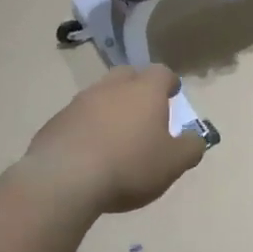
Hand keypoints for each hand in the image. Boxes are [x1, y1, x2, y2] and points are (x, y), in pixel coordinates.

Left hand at [21, 65, 207, 214]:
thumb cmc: (129, 166)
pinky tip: (90, 151)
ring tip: (117, 135)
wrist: (65, 178)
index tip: (173, 95)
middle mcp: (111, 87)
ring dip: (111, 108)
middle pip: (128, 75)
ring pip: (100, 95)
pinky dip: (88, 127)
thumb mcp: (173, 163)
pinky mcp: (56, 121)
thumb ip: (191, 147)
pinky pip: (78, 117)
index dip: (169, 83)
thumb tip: (196, 137)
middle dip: (138, 88)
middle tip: (145, 111)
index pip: (162, 73)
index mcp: (145, 91)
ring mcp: (80, 102)